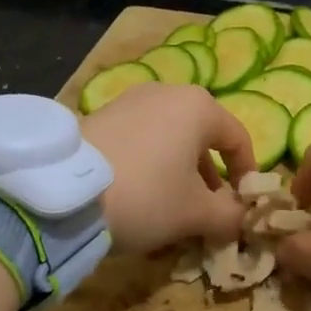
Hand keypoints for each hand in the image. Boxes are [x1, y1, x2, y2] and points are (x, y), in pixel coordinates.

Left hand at [80, 85, 254, 254]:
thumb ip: (230, 215)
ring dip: (180, 172)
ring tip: (172, 208)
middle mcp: (168, 92)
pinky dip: (151, 164)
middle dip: (210, 176)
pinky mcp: (102, 115)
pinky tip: (139, 195)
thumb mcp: (195, 213)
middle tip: (208, 211)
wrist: (63, 193)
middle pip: (202, 137)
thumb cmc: (146, 195)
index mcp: (199, 106)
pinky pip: (141, 139)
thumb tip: (241, 218)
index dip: (247, 174)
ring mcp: (131, 100)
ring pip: (170, 138)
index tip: (243, 205)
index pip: (238, 138)